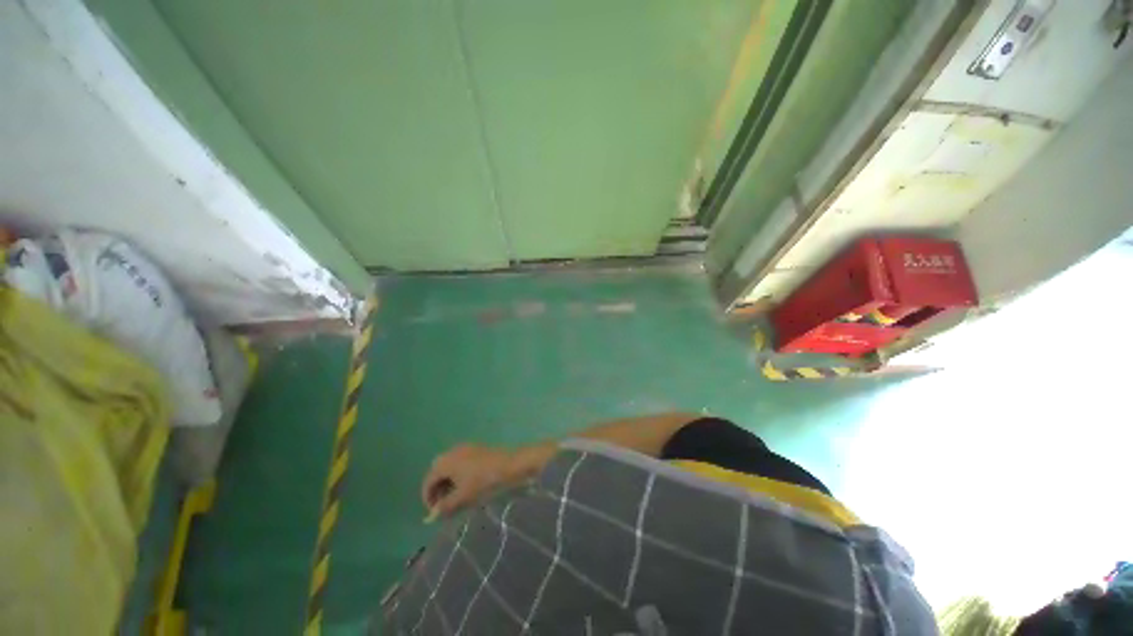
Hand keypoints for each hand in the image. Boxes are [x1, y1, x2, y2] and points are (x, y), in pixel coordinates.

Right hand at [421, 444, 514, 517]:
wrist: (509, 465)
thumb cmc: (483, 481)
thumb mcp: (462, 497)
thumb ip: (444, 507)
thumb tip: (431, 517)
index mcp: (444, 462)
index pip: (428, 482)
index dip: (428, 500)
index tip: (435, 514)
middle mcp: (451, 451)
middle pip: (438, 473)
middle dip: (438, 491)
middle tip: (445, 506)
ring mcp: (465, 447)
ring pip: (450, 467)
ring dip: (449, 483)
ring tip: (456, 498)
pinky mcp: (476, 448)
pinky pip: (461, 462)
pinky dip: (459, 475)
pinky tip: (467, 486)